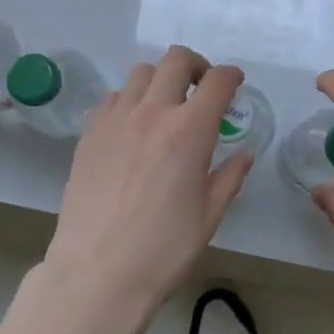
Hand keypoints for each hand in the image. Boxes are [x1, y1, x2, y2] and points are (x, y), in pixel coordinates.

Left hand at [44, 45, 250, 321]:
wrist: (97, 273)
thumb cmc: (163, 249)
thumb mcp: (209, 216)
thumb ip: (230, 177)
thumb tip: (243, 155)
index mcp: (190, 130)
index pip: (217, 82)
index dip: (231, 76)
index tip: (234, 83)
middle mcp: (153, 112)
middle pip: (176, 60)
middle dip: (196, 66)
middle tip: (201, 87)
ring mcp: (116, 119)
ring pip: (141, 73)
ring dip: (161, 80)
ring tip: (165, 105)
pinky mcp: (90, 133)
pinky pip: (113, 97)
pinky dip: (130, 99)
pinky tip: (133, 126)